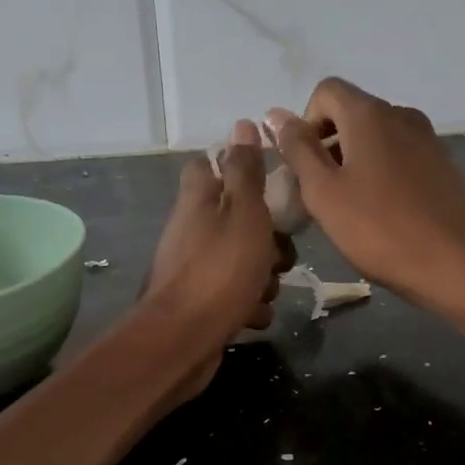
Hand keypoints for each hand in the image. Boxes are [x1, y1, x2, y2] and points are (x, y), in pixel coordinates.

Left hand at [141, 120, 290, 399]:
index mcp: (198, 201)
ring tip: (264, 291)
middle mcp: (191, 231)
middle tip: (280, 255)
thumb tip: (243, 124)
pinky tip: (252, 316)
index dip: (238, 170)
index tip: (267, 185)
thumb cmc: (221, 270)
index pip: (208, 166)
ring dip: (262, 277)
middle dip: (268, 239)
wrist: (184, 339)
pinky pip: (234, 297)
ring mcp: (193, 269)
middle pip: (236, 220)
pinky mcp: (199, 304)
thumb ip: (246, 171)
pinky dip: (247, 306)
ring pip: (241, 261)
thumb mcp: (244, 213)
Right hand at [267, 78, 464, 316]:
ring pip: (376, 137)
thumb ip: (298, 149)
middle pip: (352, 113)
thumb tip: (275, 114)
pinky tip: (382, 213)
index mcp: (370, 114)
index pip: (326, 91)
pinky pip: (400, 156)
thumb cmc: (378, 229)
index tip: (305, 166)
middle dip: (328, 145)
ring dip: (354, 161)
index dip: (306, 123)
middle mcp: (401, 114)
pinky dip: (381, 173)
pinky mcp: (442, 165)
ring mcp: (427, 139)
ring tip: (351, 207)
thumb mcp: (324, 192)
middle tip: (321, 194)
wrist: (453, 264)